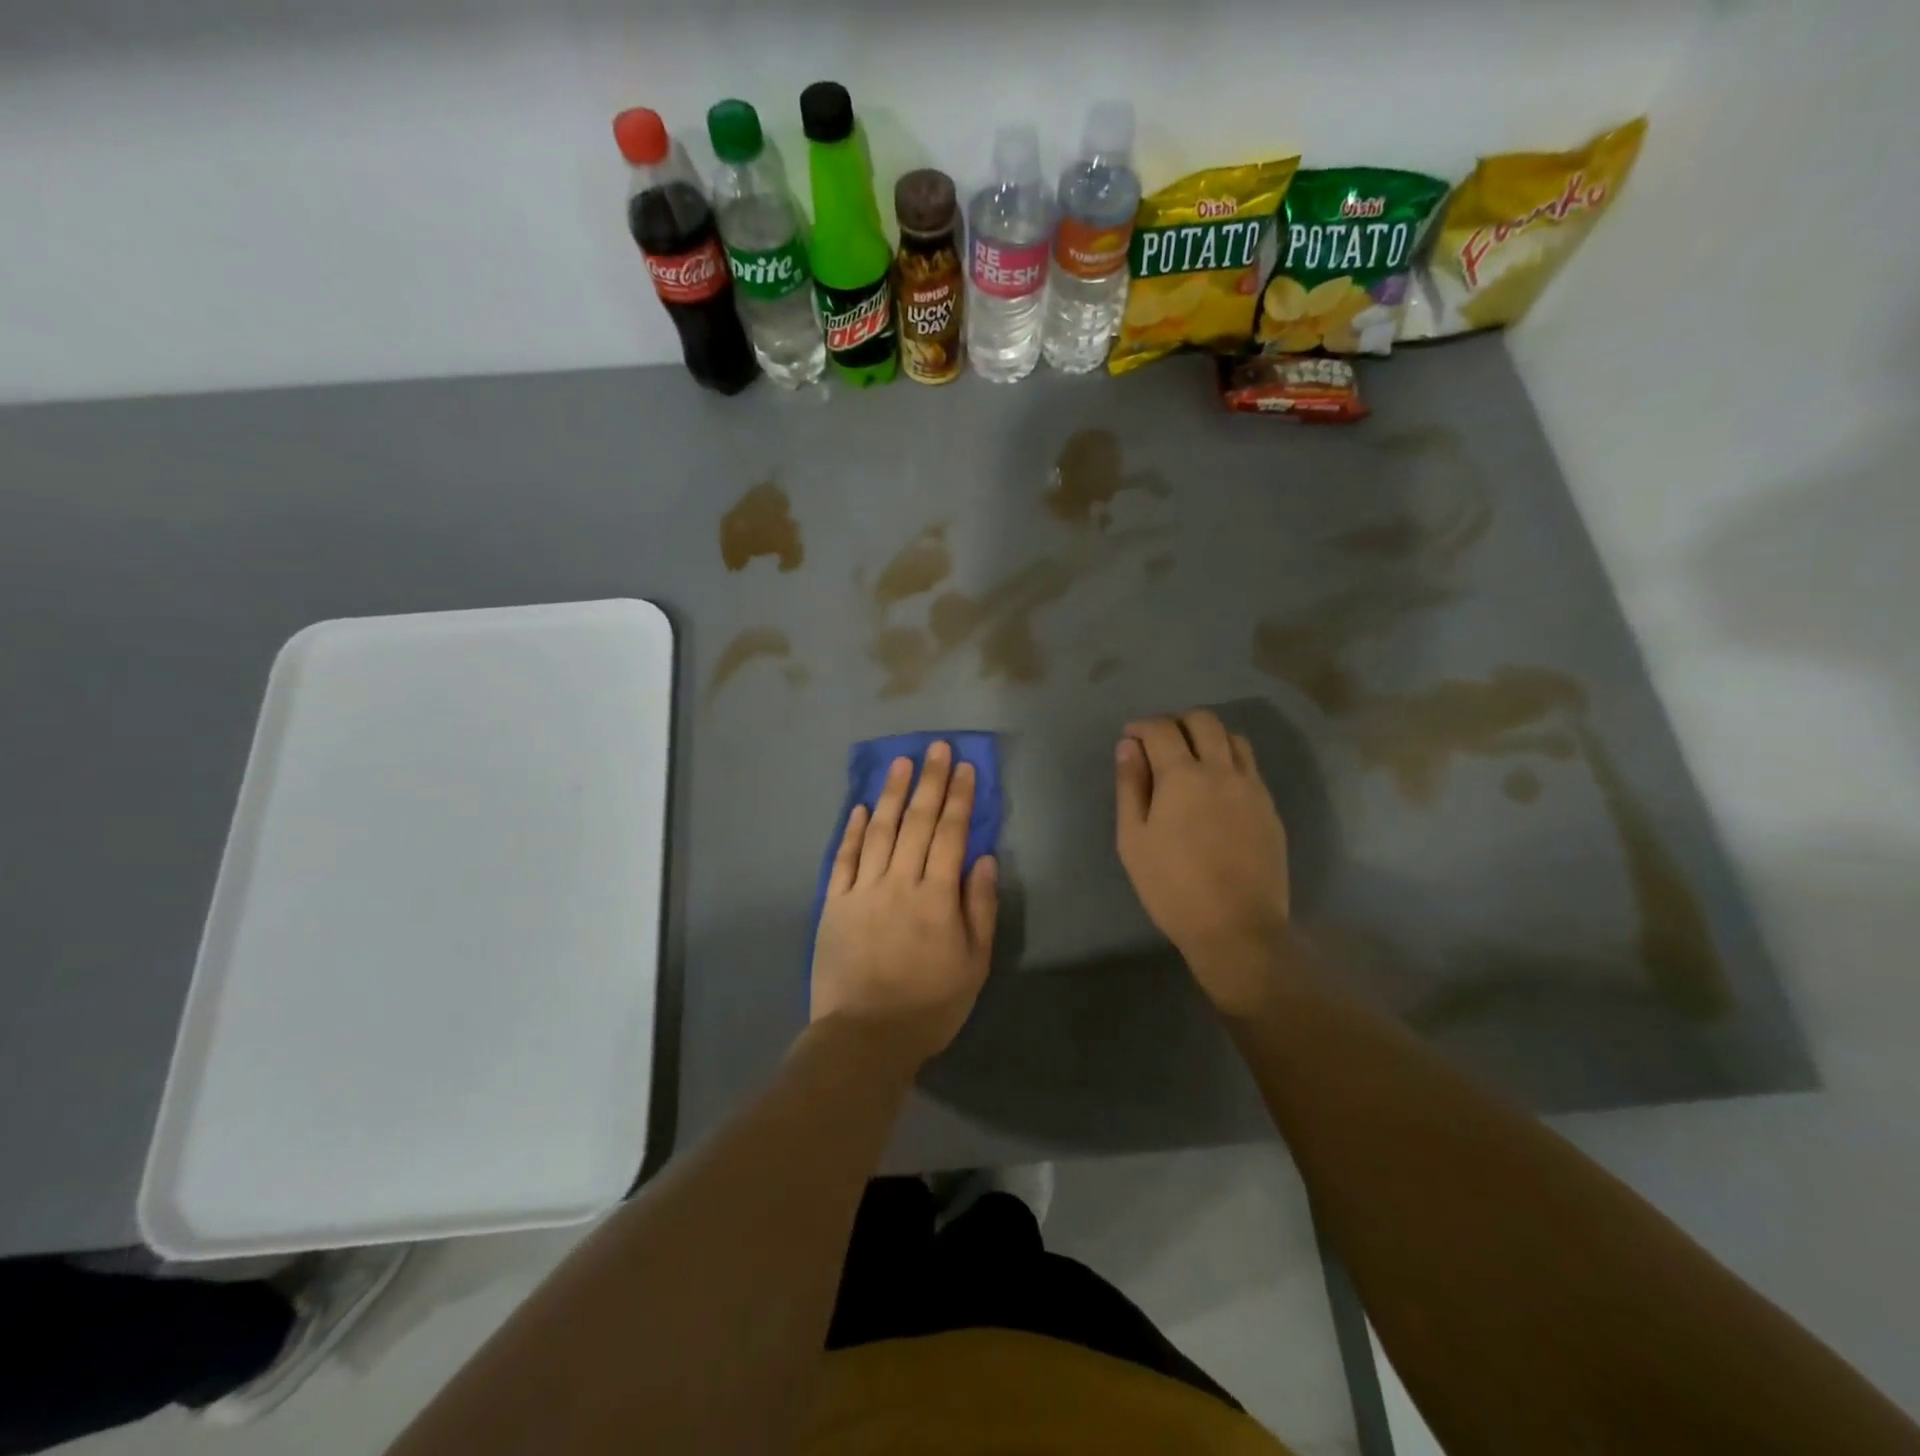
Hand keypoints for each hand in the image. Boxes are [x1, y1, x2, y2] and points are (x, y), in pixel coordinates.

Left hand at [811, 742, 998, 1067]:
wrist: (864, 1036)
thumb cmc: (930, 1004)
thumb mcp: (974, 964)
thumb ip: (979, 907)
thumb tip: (983, 858)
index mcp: (937, 896)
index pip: (951, 834)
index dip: (959, 797)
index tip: (965, 767)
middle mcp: (899, 882)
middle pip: (917, 822)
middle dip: (930, 782)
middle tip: (936, 748)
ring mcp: (862, 890)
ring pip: (880, 831)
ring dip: (892, 794)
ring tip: (901, 764)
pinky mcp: (834, 903)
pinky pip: (843, 858)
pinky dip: (852, 830)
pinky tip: (860, 807)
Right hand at [1116, 710, 1291, 1016]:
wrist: (1237, 927)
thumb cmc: (1172, 886)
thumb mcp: (1134, 839)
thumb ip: (1130, 787)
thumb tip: (1129, 747)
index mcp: (1182, 776)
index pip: (1162, 729)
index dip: (1142, 726)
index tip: (1131, 737)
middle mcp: (1221, 770)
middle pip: (1203, 721)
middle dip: (1177, 722)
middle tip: (1160, 744)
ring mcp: (1252, 788)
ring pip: (1234, 738)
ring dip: (1209, 737)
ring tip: (1192, 760)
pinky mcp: (1270, 808)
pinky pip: (1250, 767)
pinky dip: (1230, 761)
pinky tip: (1218, 788)